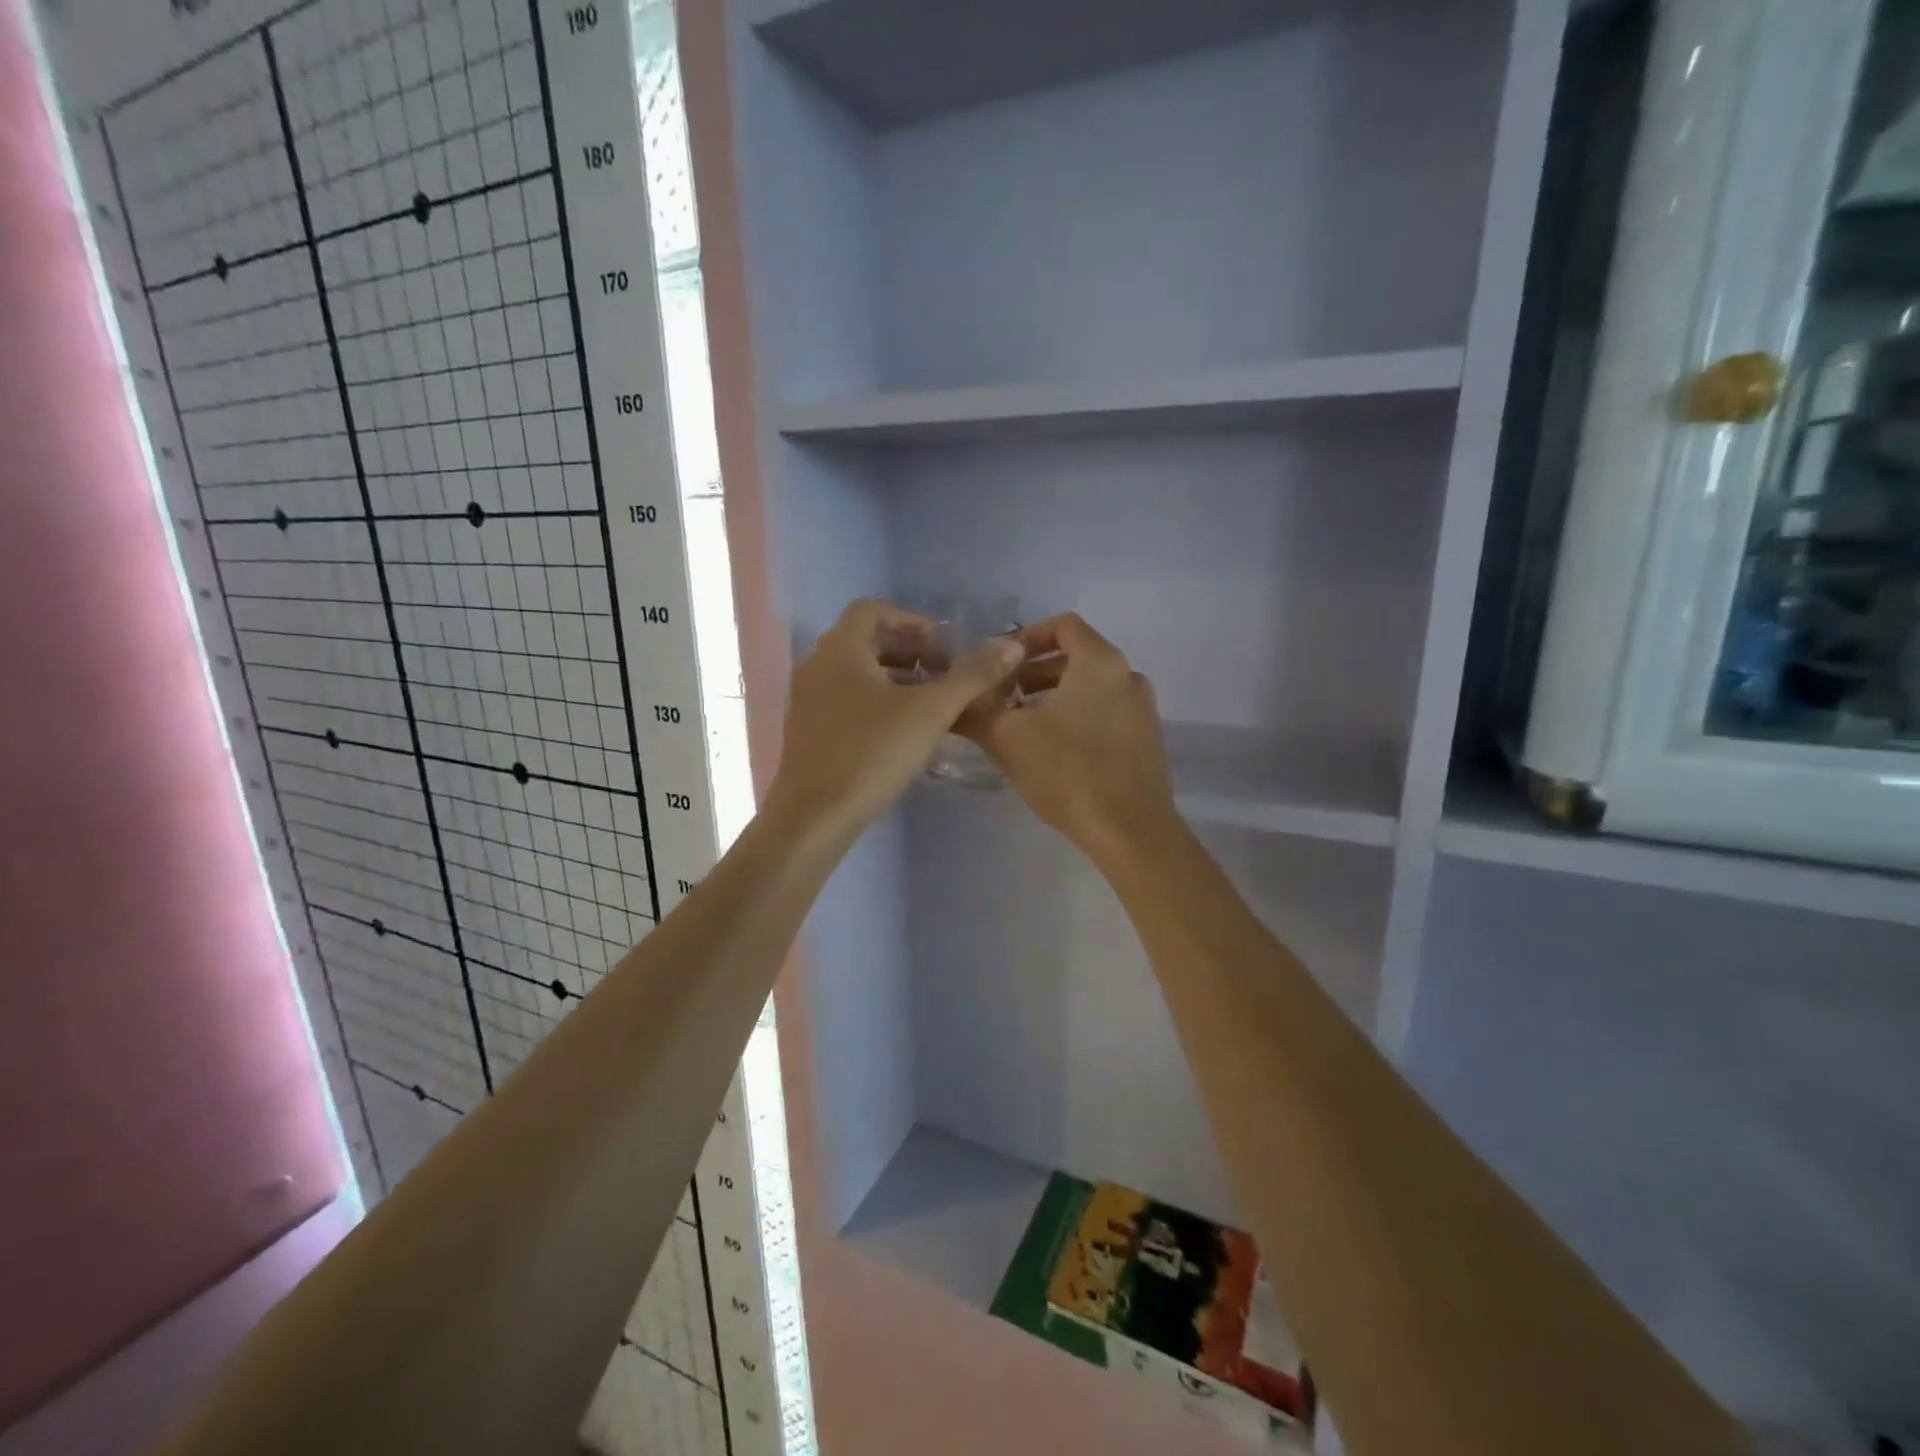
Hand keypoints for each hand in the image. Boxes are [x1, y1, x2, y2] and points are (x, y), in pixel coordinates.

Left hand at [765, 599, 1026, 840]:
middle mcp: (816, 665)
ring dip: (894, 677)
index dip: (912, 620)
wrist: (815, 817)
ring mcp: (806, 699)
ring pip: (855, 672)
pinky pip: (844, 698)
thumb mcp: (931, 712)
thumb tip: (1011, 645)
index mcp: (839, 649)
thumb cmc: (872, 754)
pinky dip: (875, 700)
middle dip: (908, 651)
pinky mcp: (807, 730)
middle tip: (944, 672)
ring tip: (931, 701)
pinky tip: (902, 729)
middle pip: (865, 641)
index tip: (944, 643)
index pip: (873, 610)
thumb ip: (972, 677)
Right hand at [959, 614, 1180, 864]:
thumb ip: (975, 711)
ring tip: (1020, 723)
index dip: (1026, 636)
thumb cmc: (1069, 772)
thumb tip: (949, 700)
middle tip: (1001, 695)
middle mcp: (1128, 676)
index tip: (999, 662)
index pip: (1063, 625)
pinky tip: (1051, 750)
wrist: (1130, 832)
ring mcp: (1142, 710)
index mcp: (1101, 663)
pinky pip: (1105, 713)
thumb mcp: (1008, 739)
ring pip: (1090, 688)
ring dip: (1053, 696)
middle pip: (1076, 657)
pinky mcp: (1145, 741)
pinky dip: (1076, 716)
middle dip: (1033, 671)